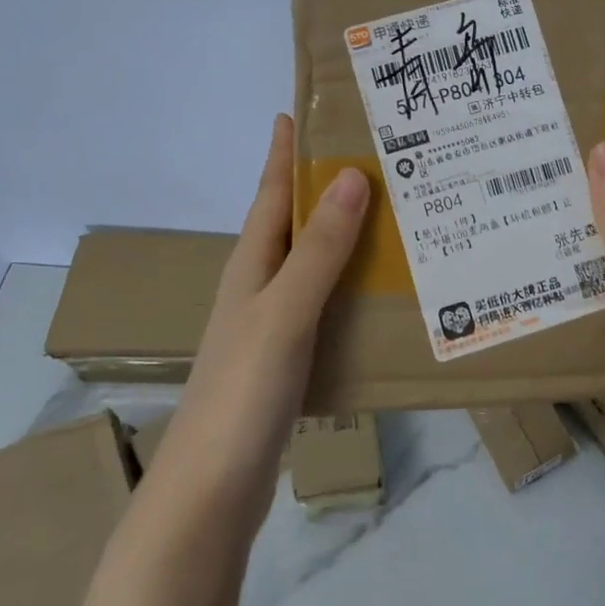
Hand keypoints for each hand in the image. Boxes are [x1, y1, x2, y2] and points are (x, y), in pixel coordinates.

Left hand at [145, 115, 369, 526]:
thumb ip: (319, 249)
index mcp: (252, 265)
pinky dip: (350, 286)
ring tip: (395, 216)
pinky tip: (382, 293)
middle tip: (377, 157)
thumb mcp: (284, 311)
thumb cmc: (241, 393)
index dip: (286, 151)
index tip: (304, 109)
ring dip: (345, 236)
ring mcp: (271, 326)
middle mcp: (258, 287)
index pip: (271, 191)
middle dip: (326, 187)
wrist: (209, 496)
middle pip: (294, 222)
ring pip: (314, 264)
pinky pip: (325, 304)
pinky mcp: (287, 361)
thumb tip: (351, 176)